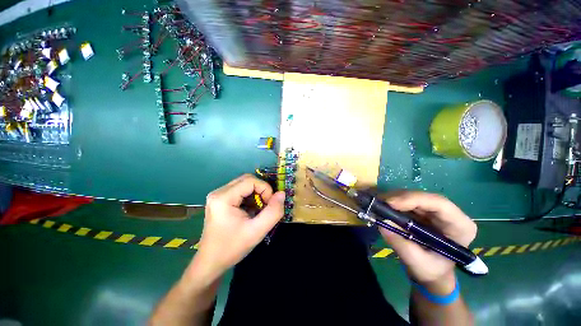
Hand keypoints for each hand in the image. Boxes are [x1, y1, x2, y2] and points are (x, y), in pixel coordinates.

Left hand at [190, 174, 284, 281]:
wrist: (210, 263)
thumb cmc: (232, 248)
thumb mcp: (257, 232)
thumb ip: (273, 212)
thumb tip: (282, 193)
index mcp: (223, 197)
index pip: (250, 181)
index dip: (265, 189)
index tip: (270, 205)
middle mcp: (219, 192)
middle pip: (247, 180)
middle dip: (261, 190)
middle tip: (266, 206)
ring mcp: (218, 195)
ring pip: (244, 184)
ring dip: (256, 194)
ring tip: (259, 209)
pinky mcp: (220, 200)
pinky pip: (240, 191)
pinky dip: (250, 197)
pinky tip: (251, 210)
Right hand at [378, 191, 476, 293]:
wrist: (432, 272)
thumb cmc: (431, 271)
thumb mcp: (417, 263)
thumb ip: (401, 244)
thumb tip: (382, 223)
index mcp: (459, 226)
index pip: (440, 204)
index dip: (414, 199)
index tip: (391, 203)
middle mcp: (449, 214)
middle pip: (423, 197)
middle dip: (399, 198)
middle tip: (379, 203)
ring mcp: (434, 211)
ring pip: (413, 196)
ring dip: (393, 199)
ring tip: (378, 205)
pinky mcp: (422, 210)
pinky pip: (406, 200)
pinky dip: (392, 202)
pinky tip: (383, 207)